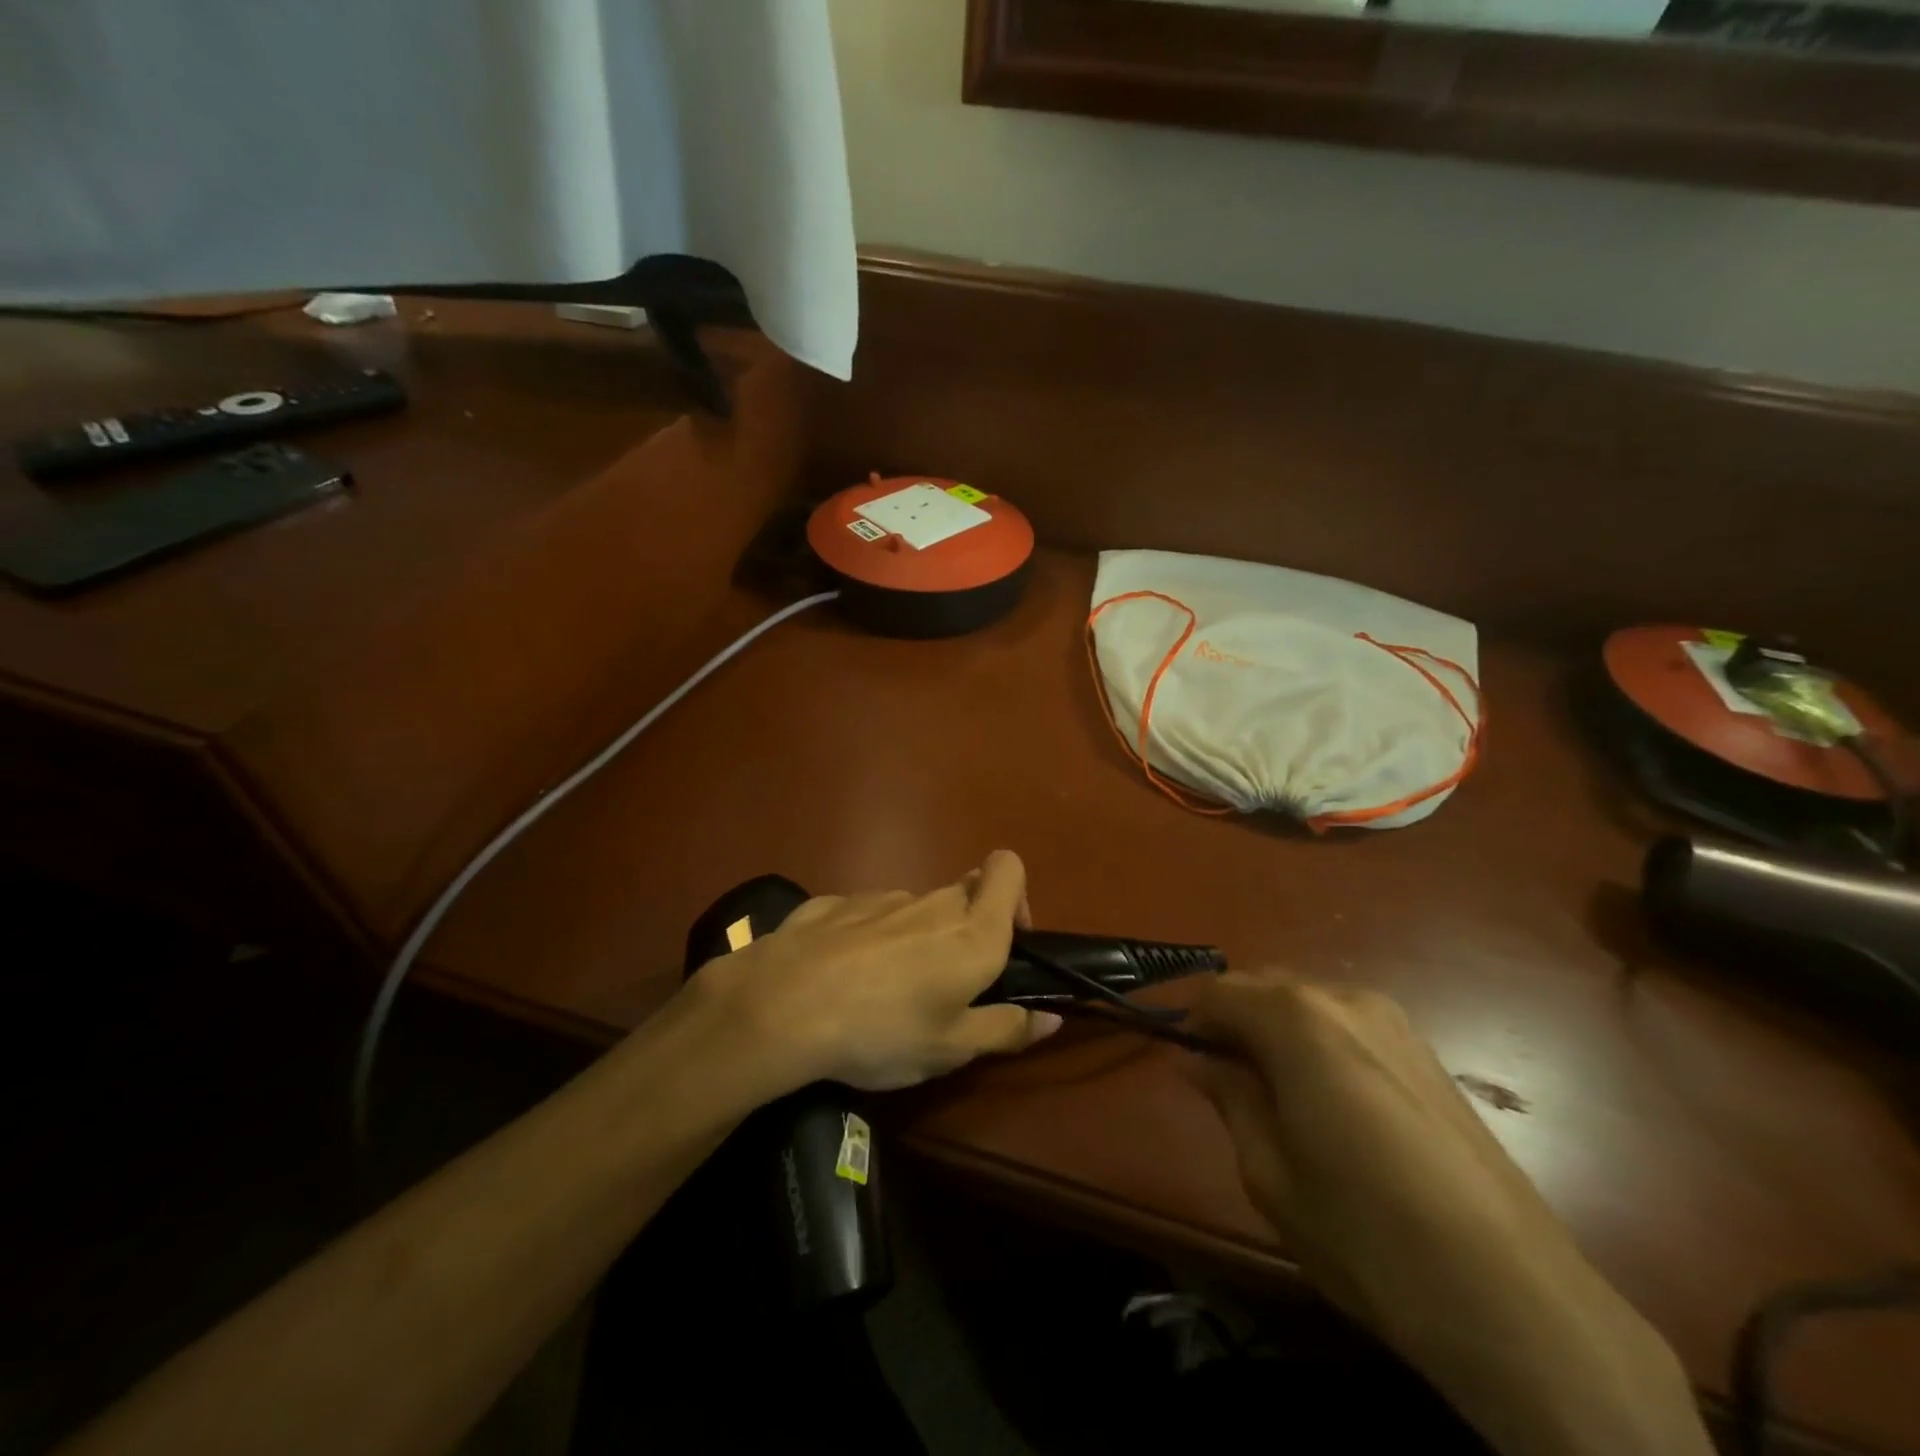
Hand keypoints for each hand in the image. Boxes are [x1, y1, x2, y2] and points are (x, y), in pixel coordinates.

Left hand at [693, 850, 1062, 1095]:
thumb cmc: (883, 1031)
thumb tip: (1052, 1016)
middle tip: (944, 986)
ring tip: (886, 993)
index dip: (1016, 896)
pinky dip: (868, 939)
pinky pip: (868, 916)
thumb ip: (1007, 1029)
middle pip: (964, 895)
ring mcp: (880, 898)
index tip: (1006, 943)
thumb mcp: (952, 1049)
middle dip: (964, 930)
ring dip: (915, 939)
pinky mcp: (836, 903)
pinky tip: (842, 978)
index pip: (1009, 869)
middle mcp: (932, 902)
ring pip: (915, 909)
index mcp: (972, 932)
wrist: (782, 1005)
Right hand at [1189, 972, 1710, 1455]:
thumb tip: (1199, 1060)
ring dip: (1279, 1035)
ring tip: (1283, 1102)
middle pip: (1265, 988)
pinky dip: (1321, 1047)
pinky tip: (1336, 1110)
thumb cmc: (1365, 1232)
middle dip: (1236, 1024)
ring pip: (1309, 1005)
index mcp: (1297, 1017)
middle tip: (1231, 1087)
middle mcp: (1346, 998)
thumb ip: (1229, 1097)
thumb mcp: (1268, 1171)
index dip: (1194, 1024)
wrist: (1514, 1298)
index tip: (1191, 1067)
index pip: (1218, 991)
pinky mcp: (1429, 1055)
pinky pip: (1349, 1027)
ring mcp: (1395, 1022)